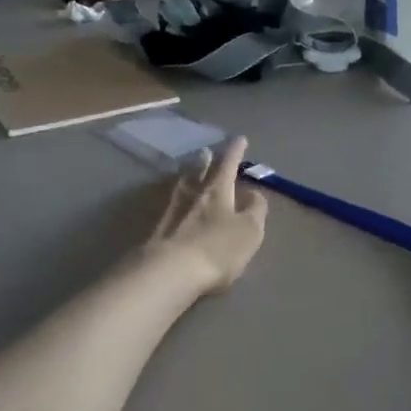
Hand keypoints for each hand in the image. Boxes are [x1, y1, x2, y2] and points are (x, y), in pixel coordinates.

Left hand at [145, 137, 267, 294]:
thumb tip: (252, 193)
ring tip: (188, 170)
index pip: (228, 164)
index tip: (239, 138)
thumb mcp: (250, 230)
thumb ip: (256, 209)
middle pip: (198, 171)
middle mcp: (192, 194)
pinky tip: (173, 202)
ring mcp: (170, 210)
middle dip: (205, 160)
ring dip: (187, 175)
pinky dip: (174, 198)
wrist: (169, 272)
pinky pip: (168, 204)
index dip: (235, 151)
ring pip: (180, 185)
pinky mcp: (155, 230)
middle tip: (206, 151)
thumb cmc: (217, 249)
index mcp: (218, 190)